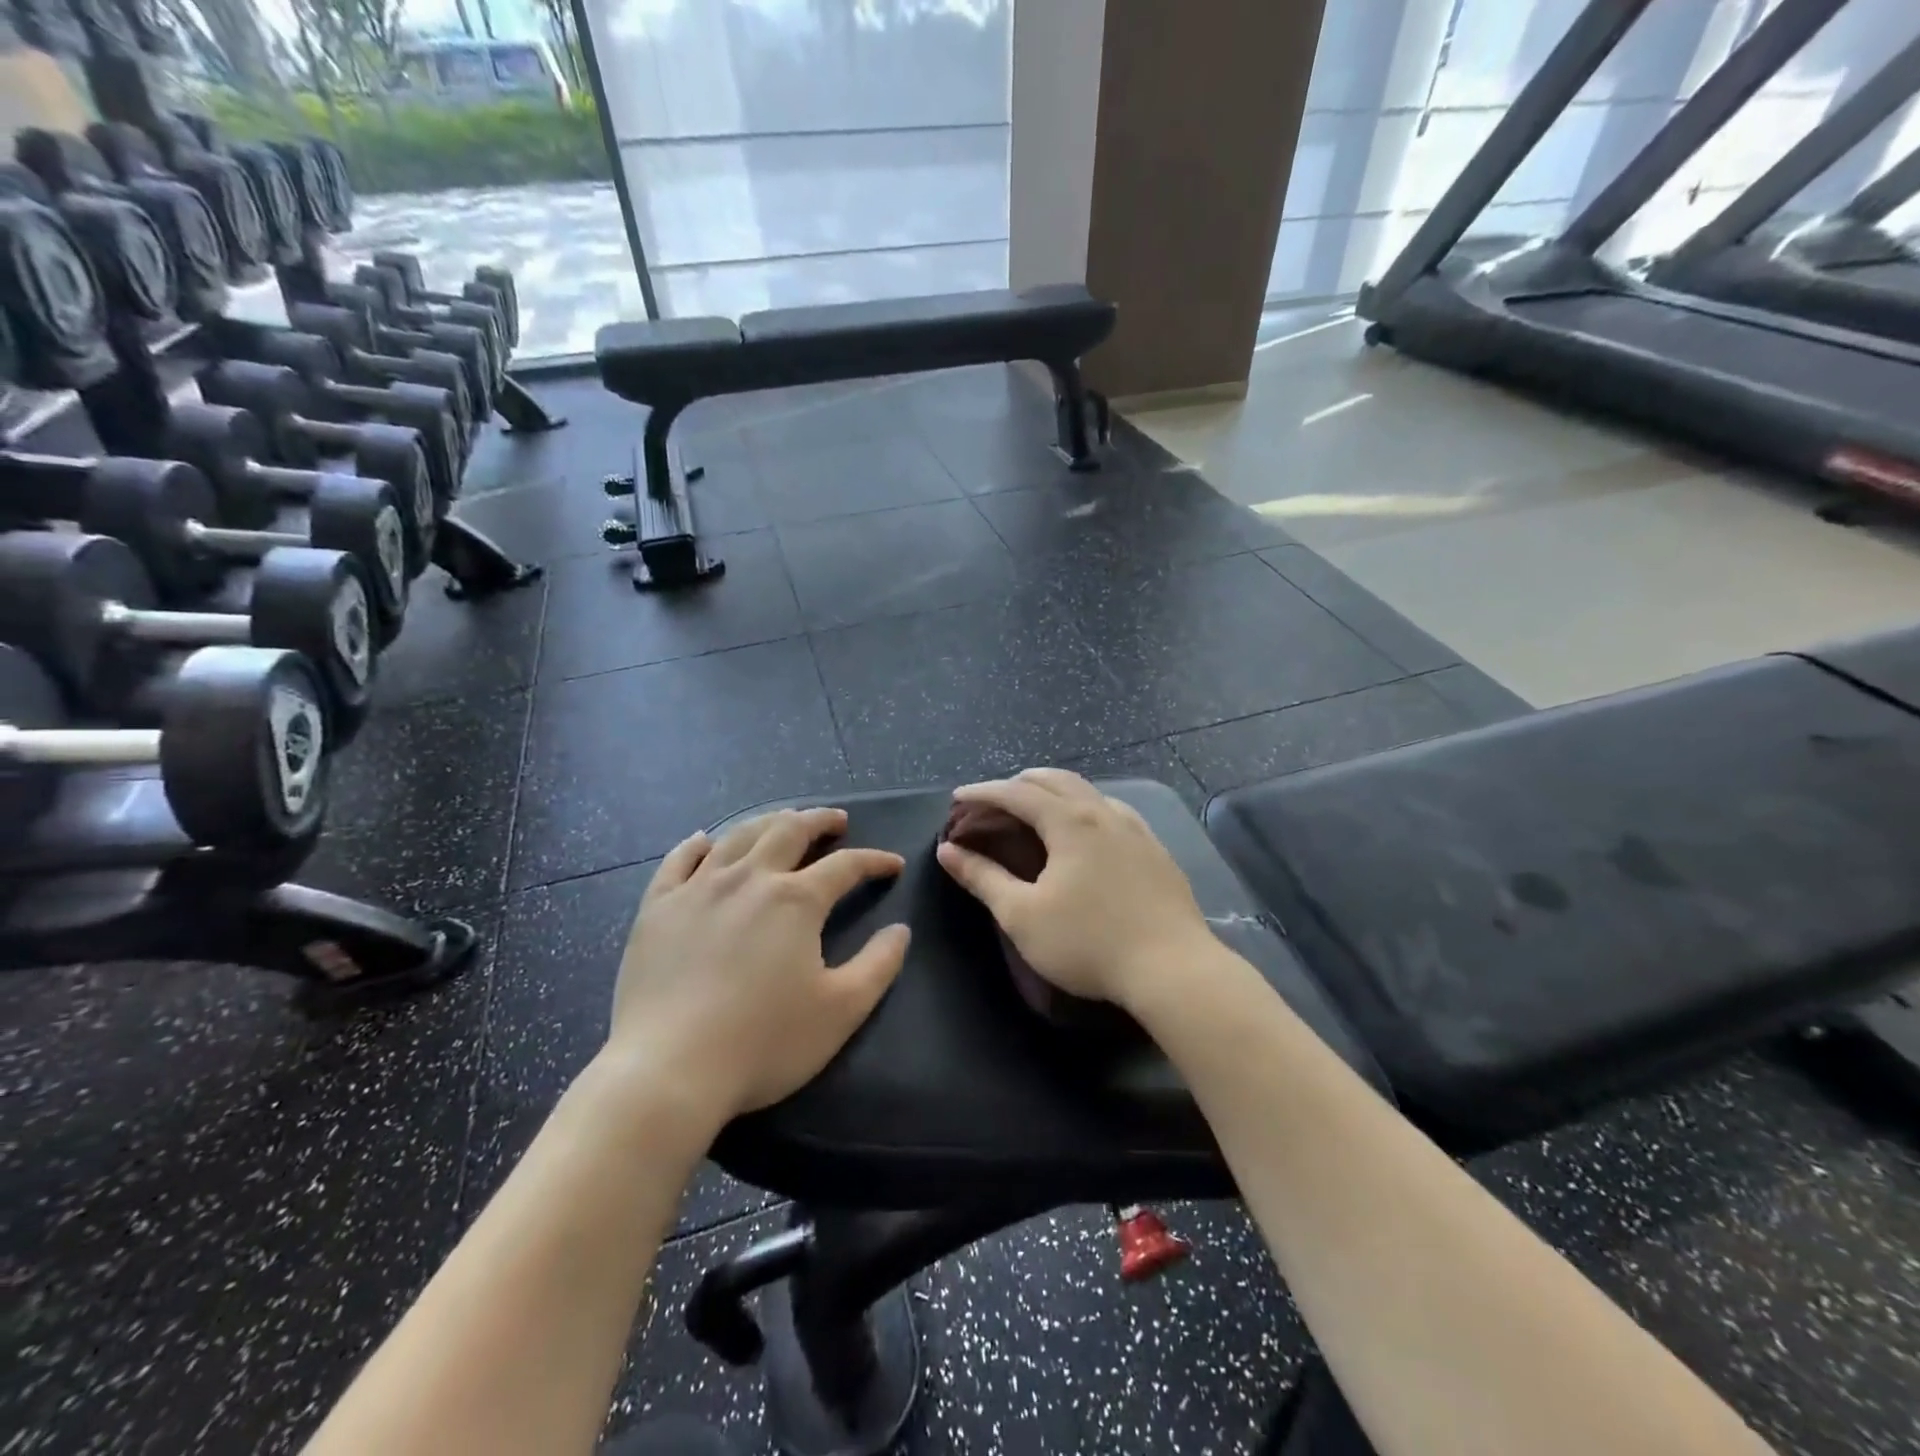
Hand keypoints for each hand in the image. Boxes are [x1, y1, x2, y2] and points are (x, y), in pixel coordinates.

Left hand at [604, 807, 909, 1124]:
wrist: (669, 1069)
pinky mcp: (658, 907)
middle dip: (819, 821)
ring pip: (738, 836)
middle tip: (836, 821)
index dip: (874, 861)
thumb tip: (900, 930)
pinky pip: (678, 861)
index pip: (846, 866)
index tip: (892, 864)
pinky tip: (704, 840)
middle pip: (789, 831)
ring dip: (768, 822)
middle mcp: (749, 878)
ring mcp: (698, 888)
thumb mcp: (841, 1010)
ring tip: (783, 821)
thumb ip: (879, 965)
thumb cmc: (764, 1042)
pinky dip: (696, 845)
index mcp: (796, 900)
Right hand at [935, 769, 1213, 1010]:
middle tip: (993, 799)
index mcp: (1069, 822)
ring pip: (1088, 792)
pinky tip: (1088, 830)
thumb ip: (983, 878)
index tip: (957, 798)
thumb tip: (948, 851)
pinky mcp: (1155, 849)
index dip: (983, 792)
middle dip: (1018, 783)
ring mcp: (1135, 829)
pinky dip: (1085, 808)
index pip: (1017, 793)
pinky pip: (1112, 811)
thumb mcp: (1022, 915)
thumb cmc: (1088, 943)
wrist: (1173, 968)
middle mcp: (1103, 813)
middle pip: (1055, 781)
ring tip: (1037, 808)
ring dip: (1054, 792)